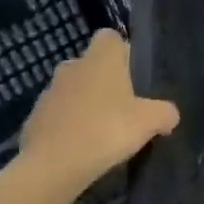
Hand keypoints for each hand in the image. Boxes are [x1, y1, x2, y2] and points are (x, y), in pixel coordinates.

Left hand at [15, 31, 178, 200]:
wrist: (52, 167)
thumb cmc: (106, 130)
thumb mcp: (150, 122)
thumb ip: (165, 113)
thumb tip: (169, 115)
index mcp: (100, 59)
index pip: (110, 37)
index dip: (122, 52)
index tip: (133, 75)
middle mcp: (72, 67)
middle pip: (91, 65)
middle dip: (104, 81)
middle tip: (123, 107)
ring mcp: (49, 93)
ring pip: (73, 90)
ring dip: (85, 104)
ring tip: (101, 132)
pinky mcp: (34, 119)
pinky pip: (57, 116)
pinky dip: (68, 127)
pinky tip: (80, 149)